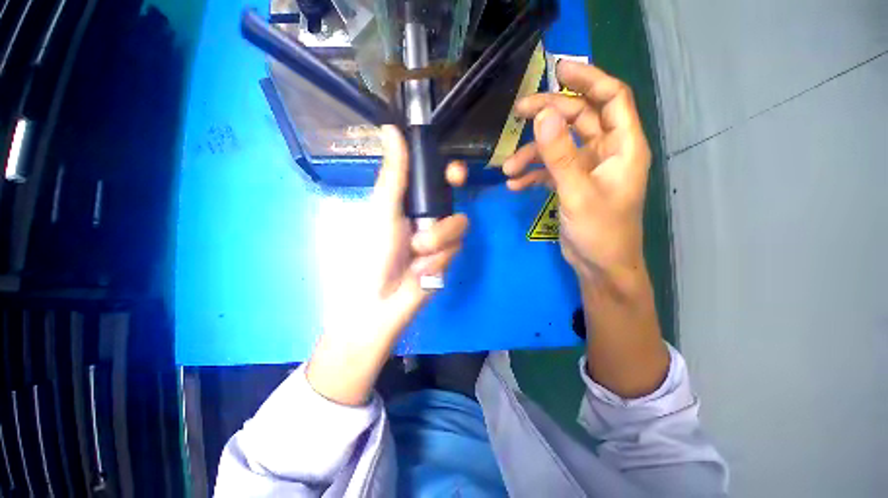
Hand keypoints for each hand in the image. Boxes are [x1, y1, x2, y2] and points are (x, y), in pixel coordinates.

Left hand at [307, 125, 468, 404]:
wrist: (380, 301)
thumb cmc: (375, 252)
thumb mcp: (383, 210)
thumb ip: (394, 174)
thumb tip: (390, 128)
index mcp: (411, 202)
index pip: (437, 180)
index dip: (451, 173)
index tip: (456, 174)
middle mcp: (428, 216)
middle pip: (454, 204)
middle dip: (443, 219)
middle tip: (430, 226)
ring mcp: (440, 238)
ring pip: (458, 227)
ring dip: (436, 243)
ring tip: (416, 258)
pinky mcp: (447, 258)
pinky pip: (455, 250)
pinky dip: (437, 260)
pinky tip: (422, 271)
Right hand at [504, 60, 650, 290]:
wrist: (600, 266)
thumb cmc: (600, 232)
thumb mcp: (577, 193)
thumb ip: (560, 155)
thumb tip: (543, 117)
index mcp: (622, 146)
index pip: (611, 98)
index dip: (588, 78)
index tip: (558, 69)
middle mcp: (607, 152)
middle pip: (578, 119)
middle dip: (548, 116)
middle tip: (517, 114)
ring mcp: (587, 169)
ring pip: (559, 146)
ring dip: (532, 154)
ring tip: (508, 169)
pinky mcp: (572, 184)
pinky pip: (550, 170)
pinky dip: (533, 174)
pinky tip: (515, 185)